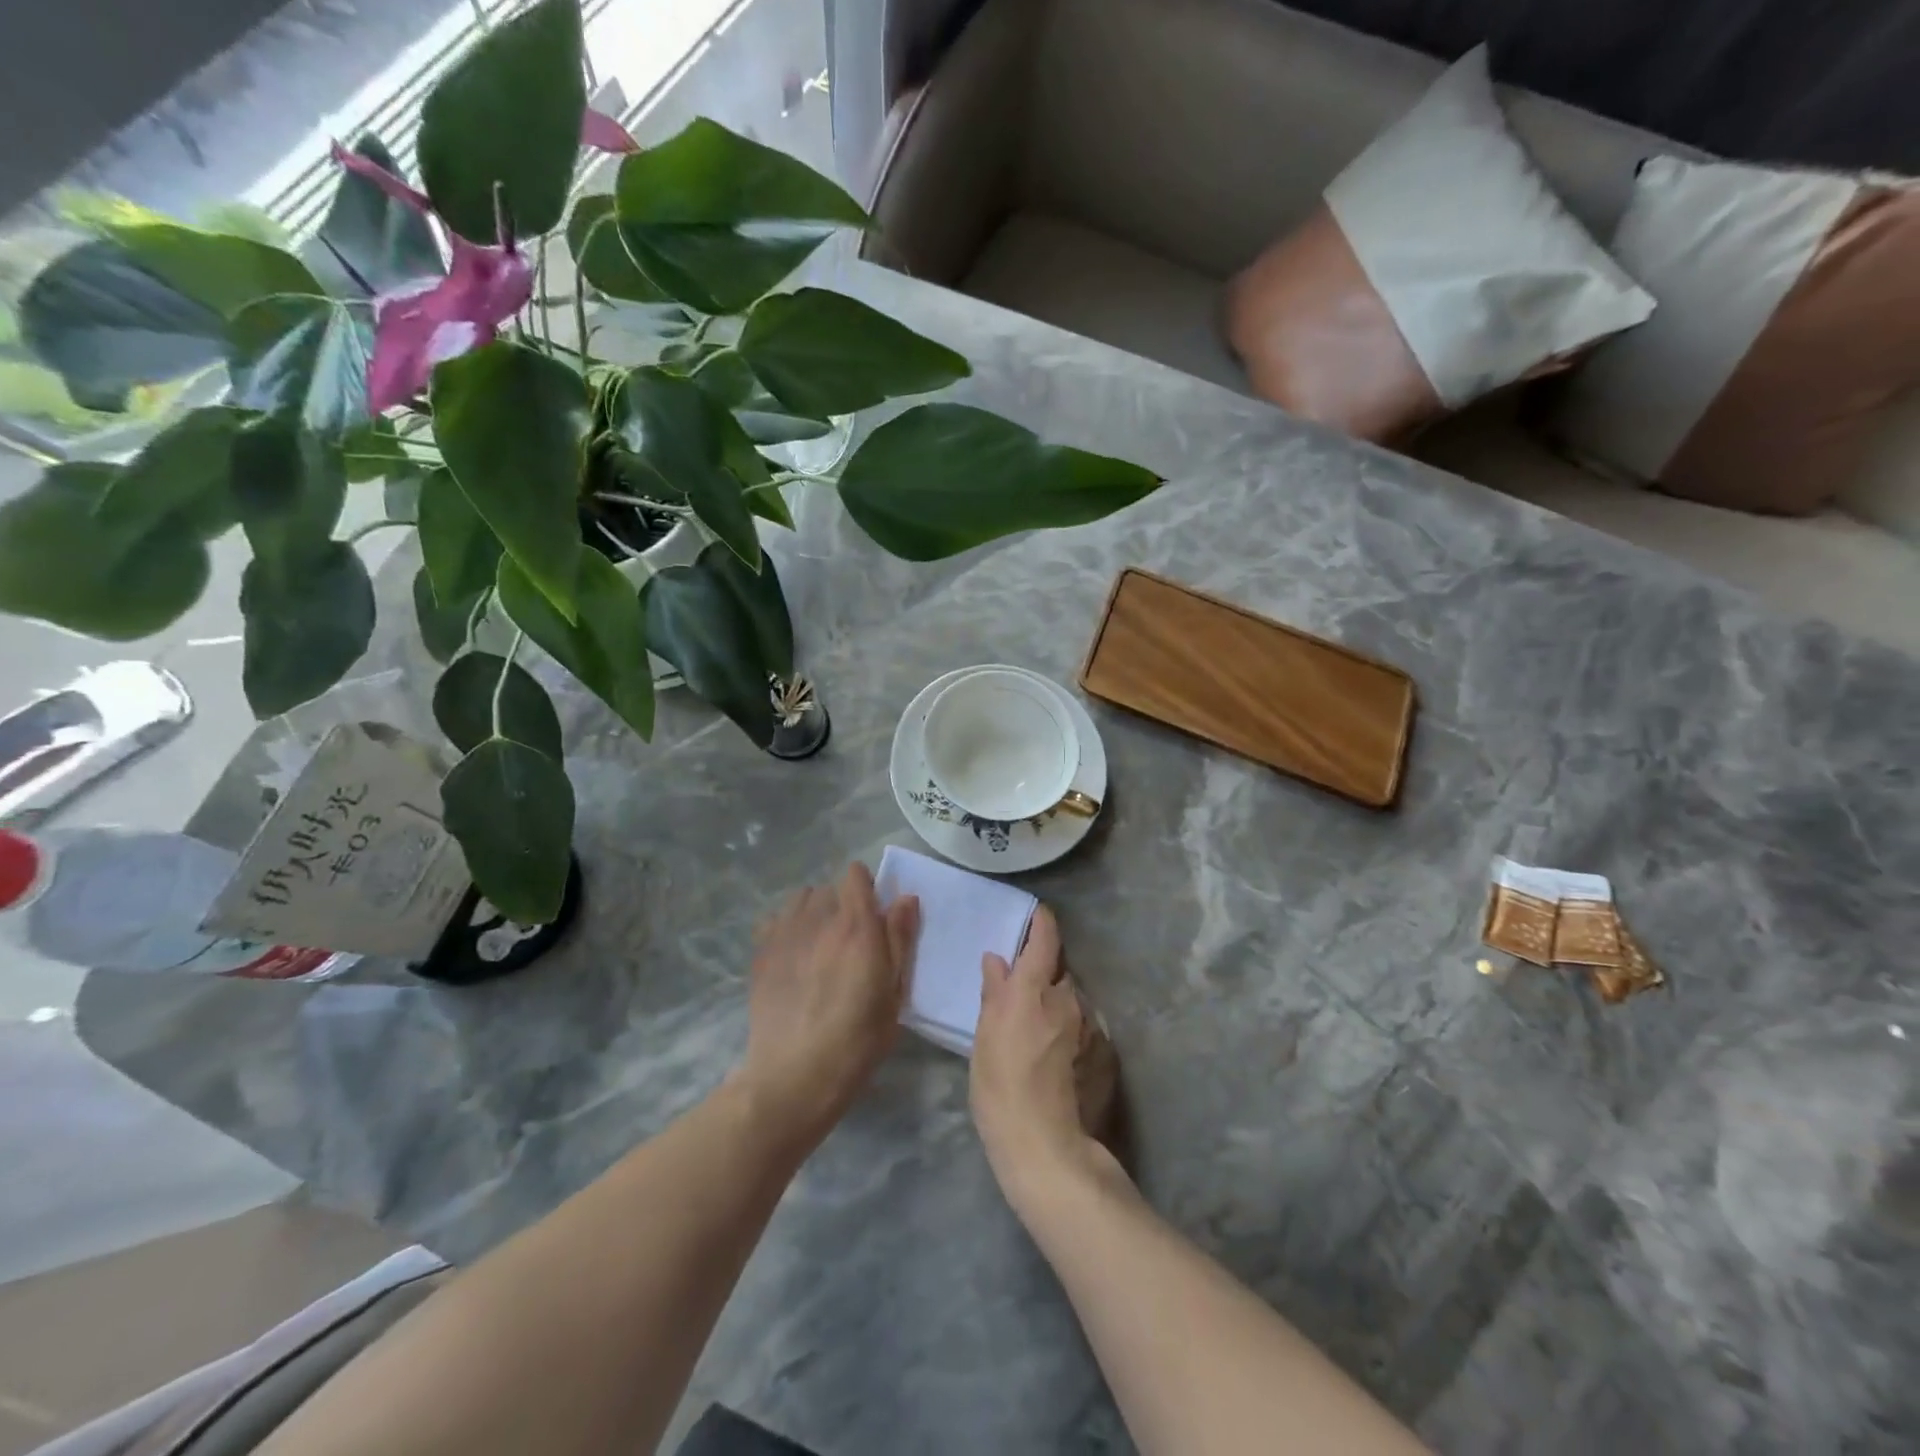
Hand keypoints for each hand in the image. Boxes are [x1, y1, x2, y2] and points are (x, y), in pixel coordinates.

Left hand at [738, 863, 919, 1147]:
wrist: (795, 1075)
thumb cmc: (857, 1039)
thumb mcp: (894, 993)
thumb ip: (899, 939)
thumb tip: (904, 898)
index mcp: (856, 925)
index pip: (856, 875)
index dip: (866, 888)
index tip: (873, 915)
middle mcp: (819, 919)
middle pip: (829, 889)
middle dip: (841, 905)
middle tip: (849, 940)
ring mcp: (785, 934)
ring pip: (800, 900)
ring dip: (813, 912)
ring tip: (819, 943)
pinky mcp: (761, 953)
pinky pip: (775, 920)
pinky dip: (786, 927)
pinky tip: (793, 955)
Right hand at [970, 906, 1121, 1211]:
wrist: (1046, 1146)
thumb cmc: (1001, 1088)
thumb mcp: (984, 1037)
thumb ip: (994, 992)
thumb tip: (998, 960)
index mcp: (1034, 989)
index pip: (1045, 938)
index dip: (1041, 922)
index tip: (1035, 915)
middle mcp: (1068, 998)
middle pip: (1058, 971)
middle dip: (1043, 974)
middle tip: (1021, 993)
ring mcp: (1090, 1026)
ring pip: (1072, 1000)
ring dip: (1056, 1004)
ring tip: (1037, 1032)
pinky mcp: (1105, 1052)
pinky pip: (1083, 1027)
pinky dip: (1070, 1031)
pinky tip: (1056, 1058)